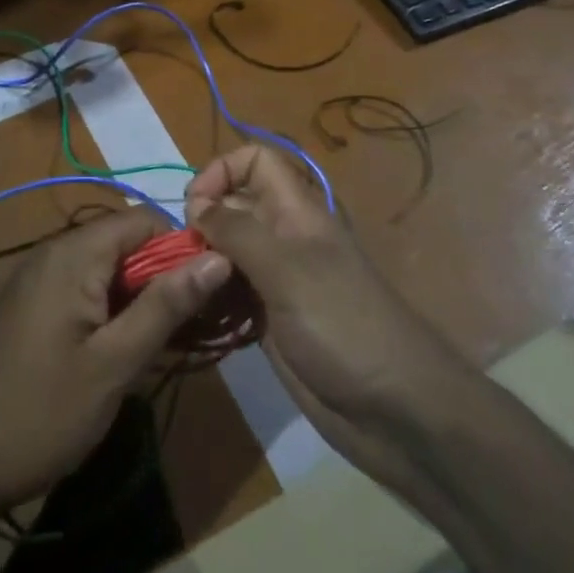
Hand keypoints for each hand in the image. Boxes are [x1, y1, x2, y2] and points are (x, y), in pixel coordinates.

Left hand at [0, 209, 229, 513]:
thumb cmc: (40, 413)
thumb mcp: (114, 364)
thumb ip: (166, 306)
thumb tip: (218, 257)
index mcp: (72, 255)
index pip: (143, 220)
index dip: (180, 249)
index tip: (205, 294)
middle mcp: (53, 253)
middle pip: (124, 242)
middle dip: (161, 278)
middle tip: (186, 329)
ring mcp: (37, 280)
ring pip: (106, 268)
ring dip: (137, 298)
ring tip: (159, 346)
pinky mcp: (30, 306)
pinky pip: (82, 289)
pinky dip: (109, 310)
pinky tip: (119, 353)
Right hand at [184, 147, 455, 431]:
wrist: (395, 410)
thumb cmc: (343, 325)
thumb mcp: (287, 269)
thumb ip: (238, 232)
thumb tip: (196, 204)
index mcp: (296, 212)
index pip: (255, 162)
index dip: (221, 171)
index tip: (194, 208)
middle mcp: (284, 238)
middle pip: (234, 206)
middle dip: (201, 222)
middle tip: (178, 257)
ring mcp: (278, 281)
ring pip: (228, 252)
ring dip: (201, 263)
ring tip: (178, 286)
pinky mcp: (271, 320)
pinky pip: (231, 294)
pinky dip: (210, 297)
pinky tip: (192, 313)